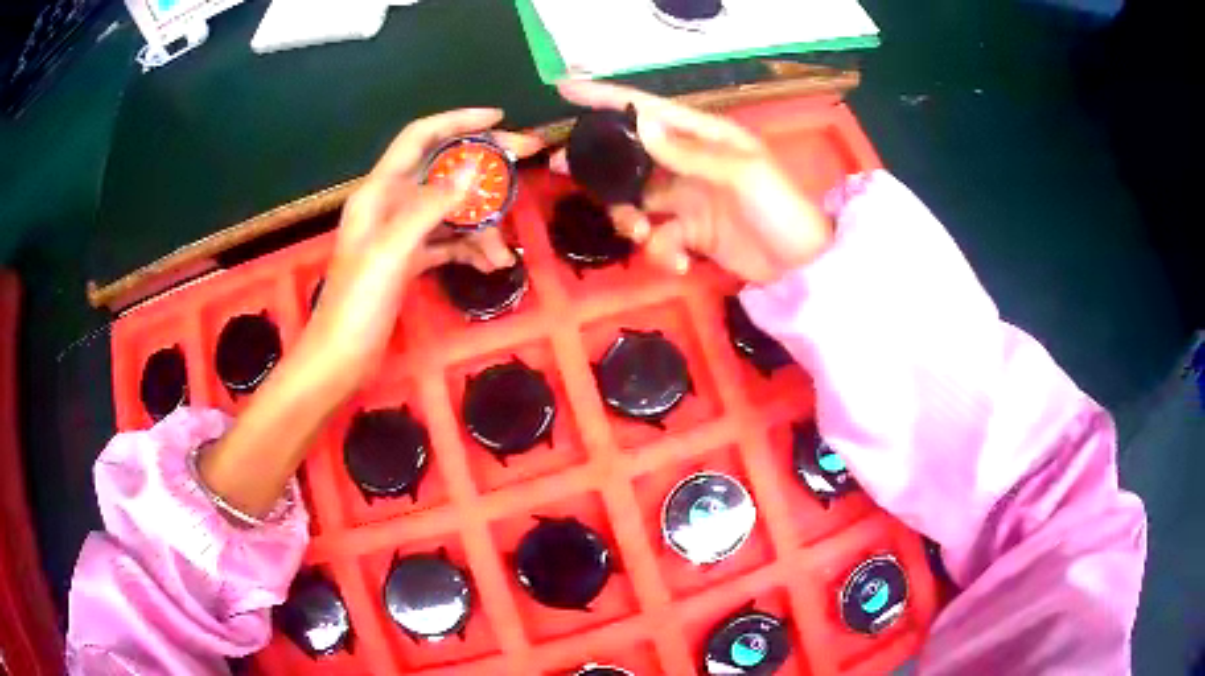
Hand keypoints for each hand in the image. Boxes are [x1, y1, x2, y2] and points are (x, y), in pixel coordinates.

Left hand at [309, 108, 543, 386]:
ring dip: (480, 226)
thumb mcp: (393, 250)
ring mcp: (400, 233)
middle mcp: (391, 204)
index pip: (420, 137)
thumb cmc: (358, 303)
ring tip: (503, 255)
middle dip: (484, 169)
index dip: (457, 121)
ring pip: (450, 211)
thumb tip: (474, 168)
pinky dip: (468, 249)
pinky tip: (488, 266)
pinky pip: (447, 242)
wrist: (340, 358)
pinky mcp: (409, 259)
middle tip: (527, 161)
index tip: (498, 119)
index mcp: (379, 191)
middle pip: (442, 171)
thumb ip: (431, 206)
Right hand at [555, 81, 831, 283]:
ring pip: (636, 198)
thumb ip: (689, 152)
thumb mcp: (740, 173)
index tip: (567, 92)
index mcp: (705, 136)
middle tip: (565, 170)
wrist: (802, 266)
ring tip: (641, 234)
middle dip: (602, 164)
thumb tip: (640, 124)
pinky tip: (679, 262)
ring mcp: (688, 197)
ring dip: (629, 217)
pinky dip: (661, 251)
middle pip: (631, 154)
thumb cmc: (780, 208)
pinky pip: (658, 236)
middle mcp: (690, 161)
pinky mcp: (690, 231)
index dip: (609, 99)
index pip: (650, 109)